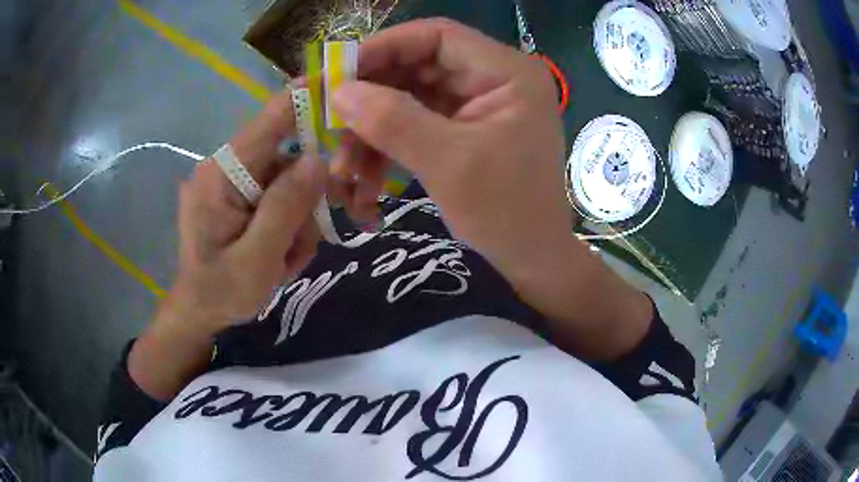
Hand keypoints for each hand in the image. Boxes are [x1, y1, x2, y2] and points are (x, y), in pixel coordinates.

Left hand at [169, 87, 325, 333]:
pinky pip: (275, 194)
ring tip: (284, 259)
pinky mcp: (235, 194)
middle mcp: (223, 168)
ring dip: (296, 218)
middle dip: (303, 198)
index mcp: (221, 176)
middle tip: (300, 243)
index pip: (266, 124)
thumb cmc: (221, 292)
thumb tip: (317, 160)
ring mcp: (229, 181)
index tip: (337, 82)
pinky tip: (278, 251)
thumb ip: (285, 209)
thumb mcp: (257, 260)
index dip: (302, 100)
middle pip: (284, 158)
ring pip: (285, 180)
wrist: (197, 312)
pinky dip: (286, 222)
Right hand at [330, 19, 651, 360]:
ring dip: (373, 130)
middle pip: (418, 66)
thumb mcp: (447, 164)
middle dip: (371, 97)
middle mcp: (493, 78)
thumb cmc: (505, 212)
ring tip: (343, 169)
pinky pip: (417, 123)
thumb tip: (338, 90)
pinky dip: (388, 146)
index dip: (384, 47)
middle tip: (331, 125)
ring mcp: (478, 104)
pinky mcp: (464, 129)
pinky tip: (363, 178)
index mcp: (506, 72)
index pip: (437, 35)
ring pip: (410, 97)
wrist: (531, 258)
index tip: (339, 73)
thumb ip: (392, 120)